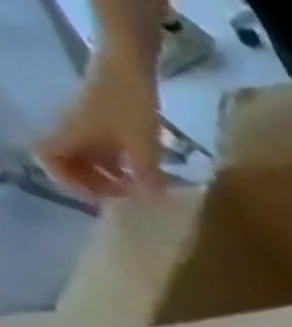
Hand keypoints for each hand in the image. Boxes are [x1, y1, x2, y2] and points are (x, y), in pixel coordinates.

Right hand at [36, 55, 164, 198]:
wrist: (128, 68)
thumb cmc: (130, 104)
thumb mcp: (143, 145)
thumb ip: (146, 175)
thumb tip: (152, 201)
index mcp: (73, 134)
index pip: (47, 156)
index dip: (65, 179)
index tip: (97, 195)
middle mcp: (74, 131)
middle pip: (70, 163)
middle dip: (92, 184)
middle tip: (125, 199)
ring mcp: (89, 128)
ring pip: (89, 160)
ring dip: (108, 178)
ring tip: (139, 193)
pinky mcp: (104, 126)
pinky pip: (104, 153)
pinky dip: (120, 168)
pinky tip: (146, 178)